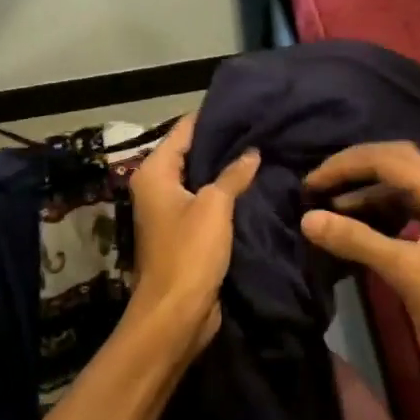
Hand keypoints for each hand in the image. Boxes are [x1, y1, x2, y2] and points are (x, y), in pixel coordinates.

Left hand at [127, 114, 259, 351]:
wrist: (176, 312)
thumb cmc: (189, 252)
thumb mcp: (214, 207)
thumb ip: (233, 175)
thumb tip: (252, 152)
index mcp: (154, 173)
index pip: (184, 131)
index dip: (212, 118)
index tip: (245, 107)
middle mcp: (157, 188)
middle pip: (192, 154)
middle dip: (224, 145)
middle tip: (262, 130)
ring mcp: (171, 212)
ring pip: (202, 181)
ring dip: (227, 172)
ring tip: (264, 154)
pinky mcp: (186, 234)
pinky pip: (208, 204)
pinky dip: (227, 196)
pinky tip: (256, 188)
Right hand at [300, 142, 419, 388]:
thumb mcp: (404, 271)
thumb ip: (356, 239)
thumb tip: (307, 218)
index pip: (387, 159)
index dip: (344, 166)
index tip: (309, 184)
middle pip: (394, 164)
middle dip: (353, 171)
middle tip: (316, 187)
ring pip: (398, 189)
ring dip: (363, 194)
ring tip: (327, 210)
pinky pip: (403, 212)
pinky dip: (376, 214)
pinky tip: (354, 228)